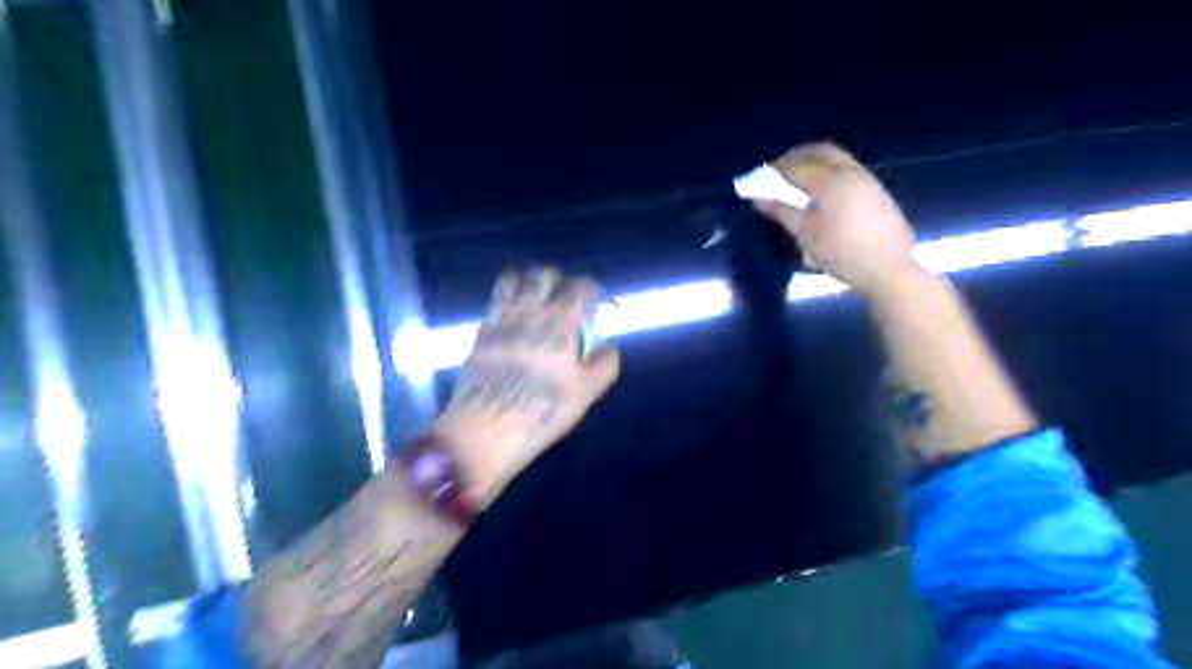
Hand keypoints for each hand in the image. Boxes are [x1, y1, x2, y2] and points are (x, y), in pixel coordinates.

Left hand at [438, 267, 624, 506]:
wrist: (484, 431)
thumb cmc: (541, 412)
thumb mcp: (585, 395)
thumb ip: (604, 365)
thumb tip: (608, 346)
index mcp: (560, 325)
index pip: (579, 287)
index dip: (592, 290)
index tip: (597, 304)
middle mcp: (529, 313)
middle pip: (544, 276)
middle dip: (559, 282)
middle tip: (566, 301)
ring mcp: (500, 320)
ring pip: (514, 281)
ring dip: (529, 284)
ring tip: (536, 301)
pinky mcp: (480, 333)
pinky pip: (494, 302)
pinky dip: (507, 301)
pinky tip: (512, 318)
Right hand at [759, 142, 914, 293]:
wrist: (888, 269)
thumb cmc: (840, 253)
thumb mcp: (805, 235)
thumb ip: (782, 212)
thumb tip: (759, 198)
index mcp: (829, 182)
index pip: (796, 166)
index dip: (776, 168)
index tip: (760, 173)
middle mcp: (850, 172)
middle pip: (821, 151)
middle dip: (798, 155)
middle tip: (779, 168)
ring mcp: (867, 179)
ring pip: (838, 158)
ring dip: (815, 161)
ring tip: (798, 178)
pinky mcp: (877, 190)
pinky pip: (848, 169)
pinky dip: (830, 170)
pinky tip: (822, 190)